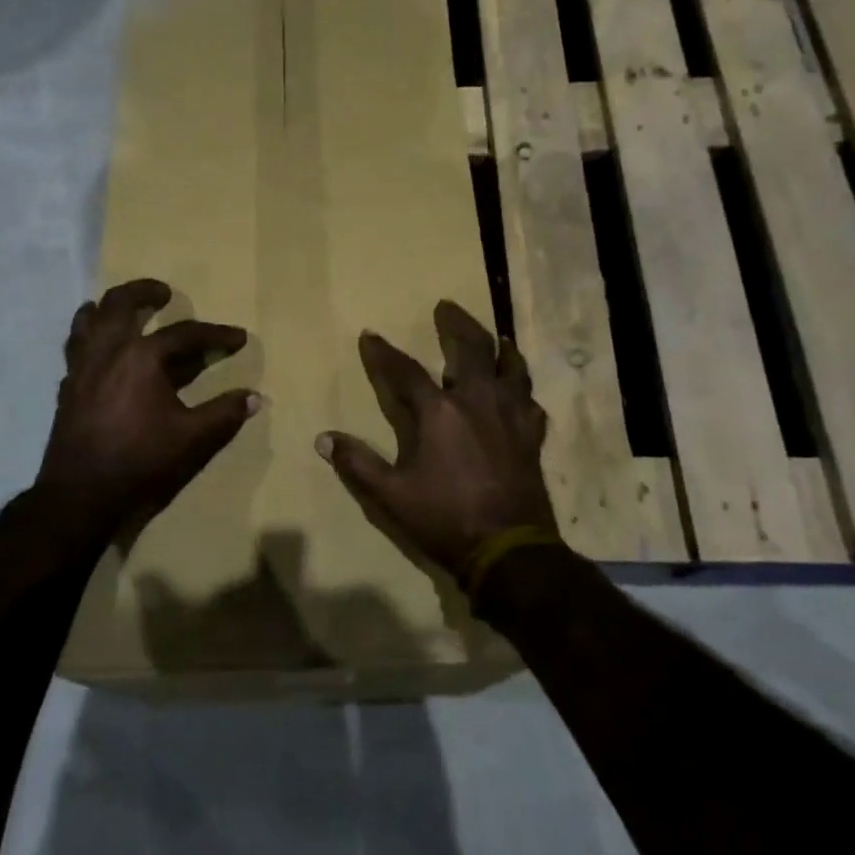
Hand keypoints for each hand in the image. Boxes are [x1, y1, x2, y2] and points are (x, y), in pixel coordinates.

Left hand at [37, 279, 260, 535]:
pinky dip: (88, 338)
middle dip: (144, 291)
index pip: (185, 334)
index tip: (238, 337)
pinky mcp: (66, 388)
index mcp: (141, 358)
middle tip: (163, 292)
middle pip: (120, 304)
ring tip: (121, 310)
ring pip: (86, 321)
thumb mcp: (193, 439)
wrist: (80, 496)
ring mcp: (81, 368)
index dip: (216, 334)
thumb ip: (224, 414)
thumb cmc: (141, 462)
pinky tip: (100, 353)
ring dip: (106, 308)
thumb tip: (254, 397)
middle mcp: (107, 352)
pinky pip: (75, 348)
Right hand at [317, 301, 558, 591]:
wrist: (509, 549)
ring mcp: (510, 415)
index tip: (370, 335)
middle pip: (470, 348)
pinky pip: (530, 400)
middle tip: (446, 306)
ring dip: (499, 346)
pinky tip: (518, 391)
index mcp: (439, 412)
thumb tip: (323, 439)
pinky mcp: (531, 435)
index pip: (405, 370)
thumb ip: (358, 463)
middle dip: (455, 324)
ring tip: (496, 335)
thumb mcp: (390, 495)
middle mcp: (477, 401)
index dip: (383, 352)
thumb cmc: (444, 518)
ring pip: (510, 366)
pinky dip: (522, 389)